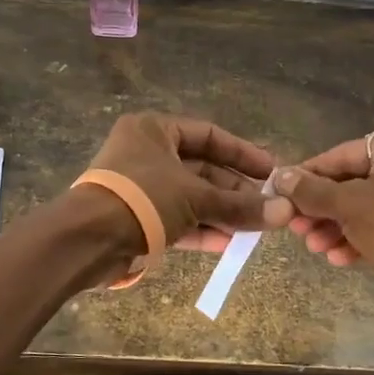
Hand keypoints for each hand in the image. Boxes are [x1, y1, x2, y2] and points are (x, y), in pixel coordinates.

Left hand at [83, 112, 294, 253]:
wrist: (87, 240)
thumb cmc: (143, 198)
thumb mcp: (196, 197)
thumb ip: (240, 205)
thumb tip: (286, 213)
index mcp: (154, 130)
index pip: (209, 135)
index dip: (243, 153)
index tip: (271, 171)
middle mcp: (146, 153)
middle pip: (202, 169)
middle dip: (234, 190)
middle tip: (267, 206)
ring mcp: (140, 188)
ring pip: (190, 197)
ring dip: (222, 212)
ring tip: (255, 228)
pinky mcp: (135, 219)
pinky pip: (176, 219)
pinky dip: (201, 229)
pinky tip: (228, 244)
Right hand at [274, 128, 373, 299]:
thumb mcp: (351, 205)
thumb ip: (312, 191)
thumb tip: (279, 176)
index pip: (340, 155)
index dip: (307, 176)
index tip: (279, 194)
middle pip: (351, 183)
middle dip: (321, 208)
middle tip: (295, 227)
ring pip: (364, 210)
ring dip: (335, 228)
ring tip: (313, 246)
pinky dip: (357, 240)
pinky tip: (337, 258)